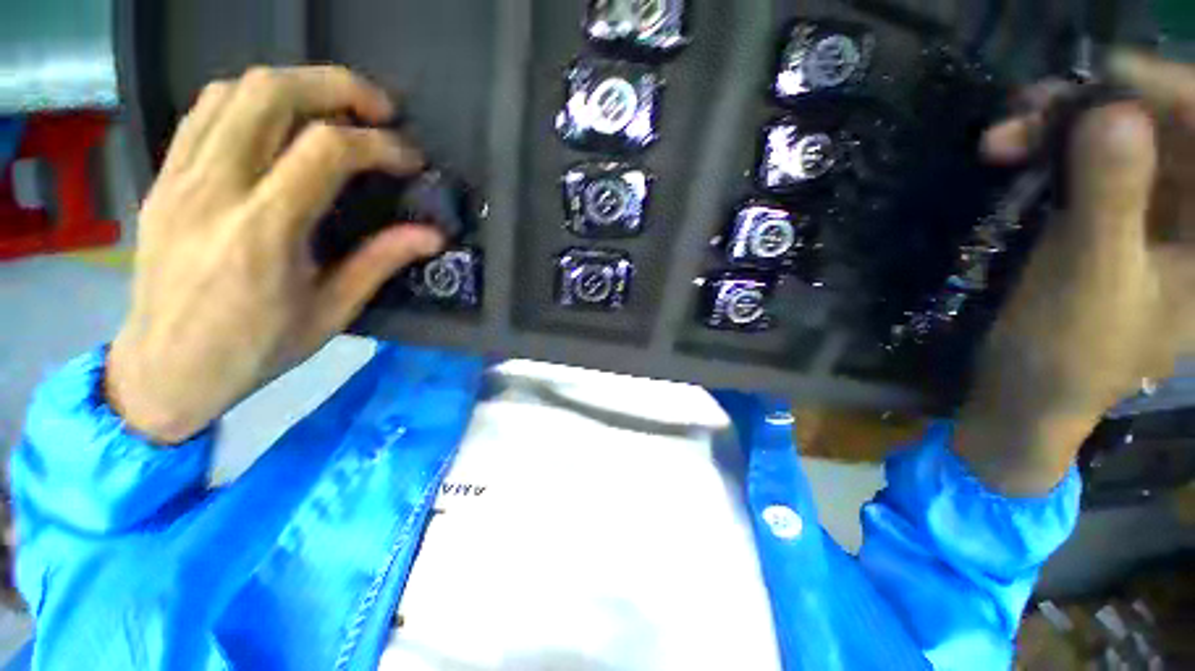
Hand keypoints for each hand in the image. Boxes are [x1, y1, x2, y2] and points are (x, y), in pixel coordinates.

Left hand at [107, 66, 444, 444]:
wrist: (165, 368)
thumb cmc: (256, 348)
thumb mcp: (332, 312)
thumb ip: (381, 262)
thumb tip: (433, 235)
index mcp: (263, 230)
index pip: (326, 150)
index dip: (380, 144)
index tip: (410, 159)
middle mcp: (215, 188)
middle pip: (271, 93)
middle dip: (336, 87)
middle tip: (378, 109)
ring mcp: (180, 177)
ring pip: (234, 90)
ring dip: (295, 87)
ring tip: (334, 112)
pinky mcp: (163, 178)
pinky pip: (206, 112)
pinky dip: (251, 101)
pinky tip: (280, 124)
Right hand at [955, 53, 1194, 495]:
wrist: (1026, 388)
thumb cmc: (1069, 352)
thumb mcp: (1094, 280)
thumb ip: (1112, 199)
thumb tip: (1113, 112)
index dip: (1169, 92)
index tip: (1105, 75)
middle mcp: (1193, 213)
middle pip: (1166, 126)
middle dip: (1101, 104)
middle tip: (1034, 105)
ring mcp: (1150, 211)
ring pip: (1122, 136)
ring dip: (1064, 125)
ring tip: (1009, 130)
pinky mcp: (1106, 215)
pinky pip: (1089, 160)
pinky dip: (1051, 148)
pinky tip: (1015, 151)